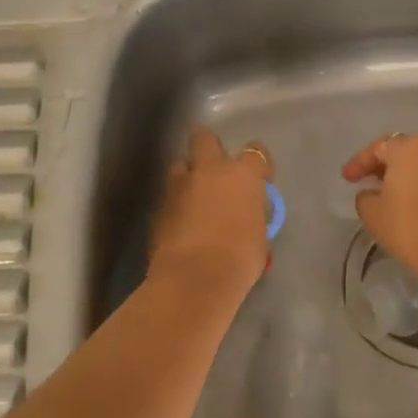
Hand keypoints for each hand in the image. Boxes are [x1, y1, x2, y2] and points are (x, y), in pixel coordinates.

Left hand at [148, 126, 272, 296]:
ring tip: (193, 199)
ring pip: (180, 164)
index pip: (256, 152)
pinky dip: (175, 204)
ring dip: (187, 176)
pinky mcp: (158, 205)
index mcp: (242, 175)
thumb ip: (250, 215)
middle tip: (215, 171)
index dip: (258, 163)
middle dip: (208, 147)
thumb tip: (243, 217)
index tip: (259, 180)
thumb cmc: (239, 260)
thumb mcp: (258, 236)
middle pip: (204, 137)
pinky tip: (180, 224)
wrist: (194, 279)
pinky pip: (168, 195)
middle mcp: (209, 170)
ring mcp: (179, 185)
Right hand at [341, 133, 417, 280]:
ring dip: (406, 173)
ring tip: (391, 191)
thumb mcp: (372, 212)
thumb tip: (372, 193)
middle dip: (385, 164)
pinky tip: (413, 199)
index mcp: (409, 147)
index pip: (378, 147)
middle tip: (369, 179)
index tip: (347, 178)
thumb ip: (365, 195)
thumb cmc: (407, 226)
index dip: (359, 162)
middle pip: (404, 150)